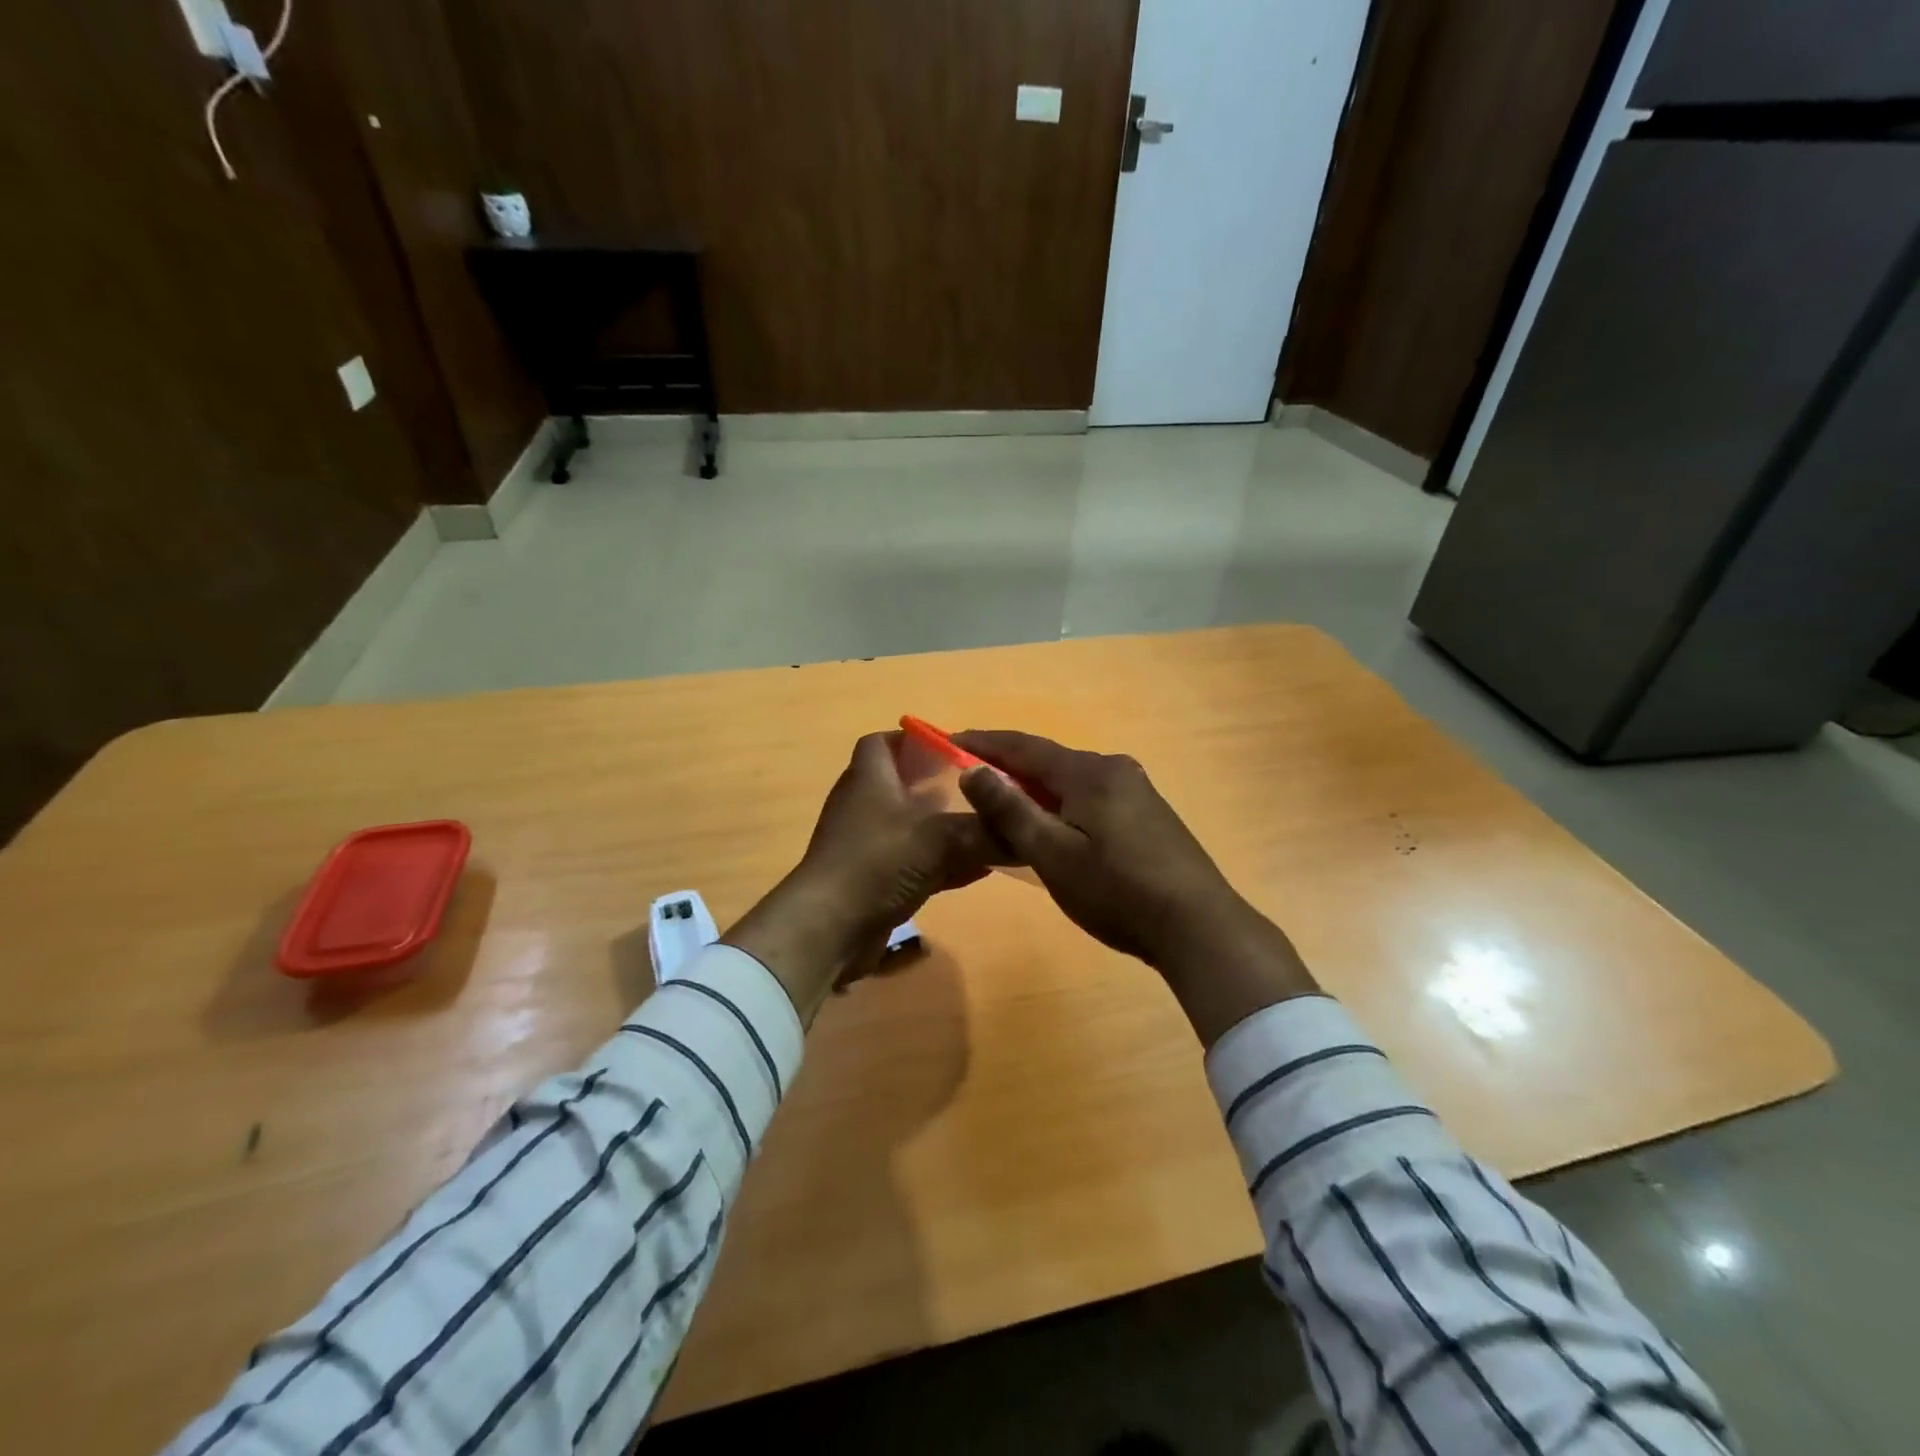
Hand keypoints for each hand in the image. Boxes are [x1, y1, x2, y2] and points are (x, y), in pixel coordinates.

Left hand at [723, 732, 995, 1023]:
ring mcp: (866, 845)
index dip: (914, 741)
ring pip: (911, 827)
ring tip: (987, 829)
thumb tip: (1028, 832)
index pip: (883, 742)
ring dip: (945, 828)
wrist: (830, 928)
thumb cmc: (878, 862)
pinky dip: (943, 863)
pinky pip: (913, 863)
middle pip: (902, 785)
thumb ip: (985, 832)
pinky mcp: (872, 880)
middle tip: (982, 791)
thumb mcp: (940, 839)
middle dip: (942, 787)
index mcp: (870, 778)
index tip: (953, 749)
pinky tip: (978, 870)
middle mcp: (864, 806)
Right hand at [955, 730, 1317, 1044]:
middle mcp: (1115, 769)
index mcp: (1090, 772)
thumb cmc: (1117, 891)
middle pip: (1049, 761)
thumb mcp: (1053, 854)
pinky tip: (1052, 827)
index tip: (948, 738)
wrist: (1198, 928)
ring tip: (1002, 805)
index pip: (1024, 747)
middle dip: (1008, 767)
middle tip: (969, 779)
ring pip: (1071, 781)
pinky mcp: (1148, 816)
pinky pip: (1091, 798)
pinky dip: (1061, 805)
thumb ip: (1010, 810)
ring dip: (1035, 789)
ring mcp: (1137, 792)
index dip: (984, 742)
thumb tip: (972, 770)